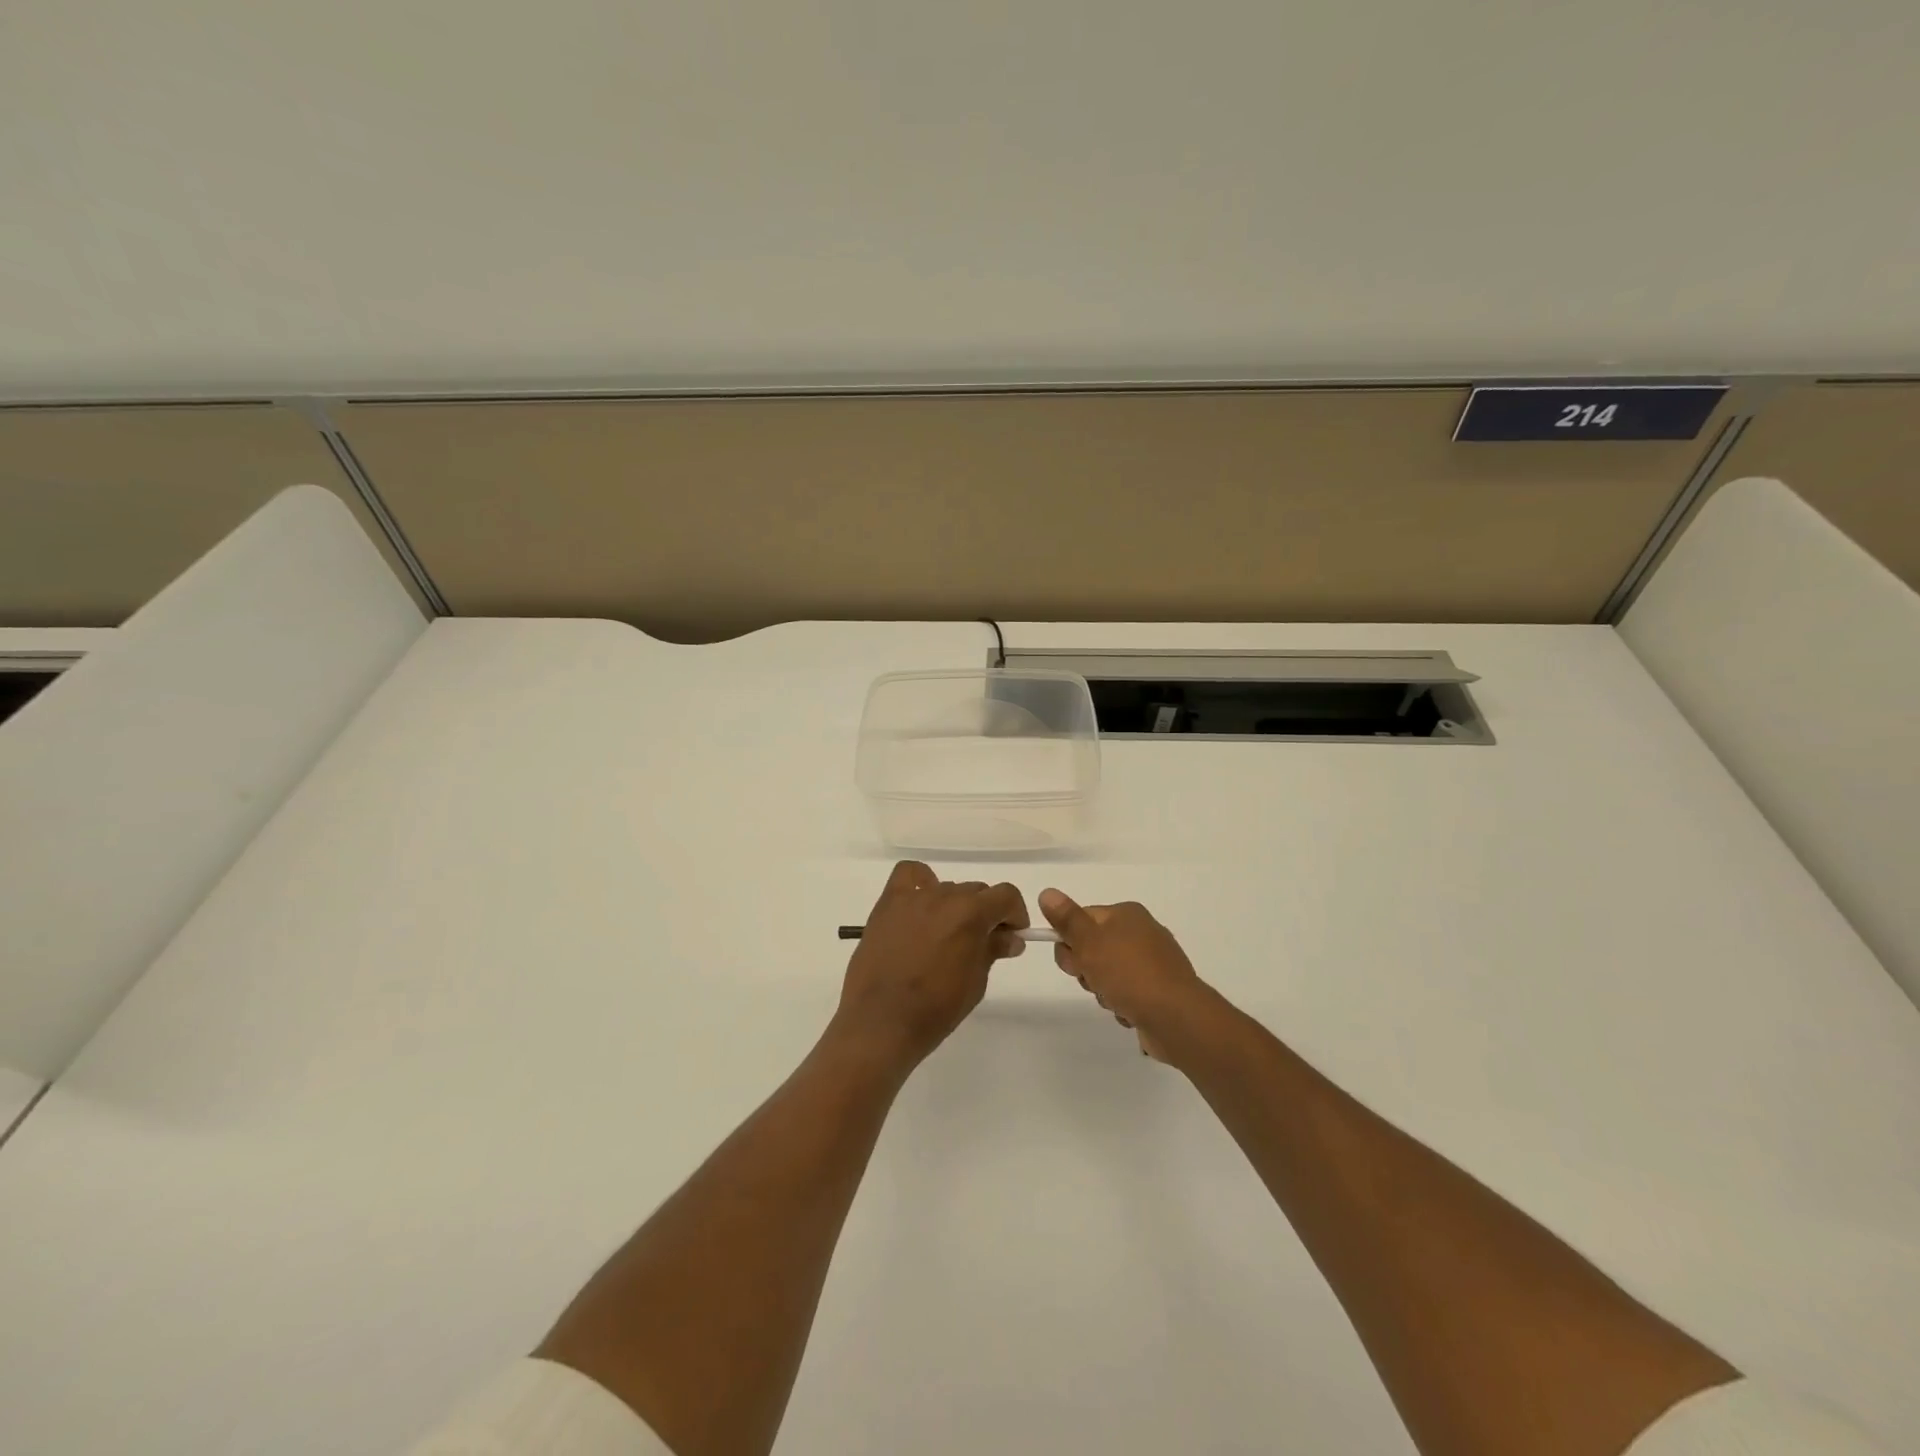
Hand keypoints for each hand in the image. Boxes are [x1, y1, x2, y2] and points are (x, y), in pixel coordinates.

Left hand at [834, 862, 1027, 1069]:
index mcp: (970, 914)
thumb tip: (1010, 938)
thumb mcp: (976, 982)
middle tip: (981, 942)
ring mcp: (913, 897)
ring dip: (955, 906)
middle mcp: (943, 896)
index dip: (1015, 914)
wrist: (881, 1023)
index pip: (1006, 895)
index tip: (1013, 935)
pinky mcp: (887, 904)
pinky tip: (921, 906)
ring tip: (946, 935)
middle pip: (976, 892)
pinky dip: (920, 882)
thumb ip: (993, 950)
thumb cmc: (935, 1009)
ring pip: (946, 888)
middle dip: (985, 913)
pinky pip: (908, 875)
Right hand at [1038, 889, 1212, 1062]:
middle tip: (1093, 980)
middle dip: (1087, 968)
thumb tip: (1047, 893)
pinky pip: (1127, 994)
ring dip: (1103, 990)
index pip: (1083, 919)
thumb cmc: (1129, 973)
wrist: (1176, 1018)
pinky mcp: (1159, 991)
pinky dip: (1123, 1004)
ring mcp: (1153, 963)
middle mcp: (1142, 933)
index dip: (1070, 941)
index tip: (1073, 960)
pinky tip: (1130, 1013)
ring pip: (1108, 974)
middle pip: (1094, 947)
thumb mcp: (1089, 942)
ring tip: (1115, 1000)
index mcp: (1127, 914)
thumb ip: (1067, 919)